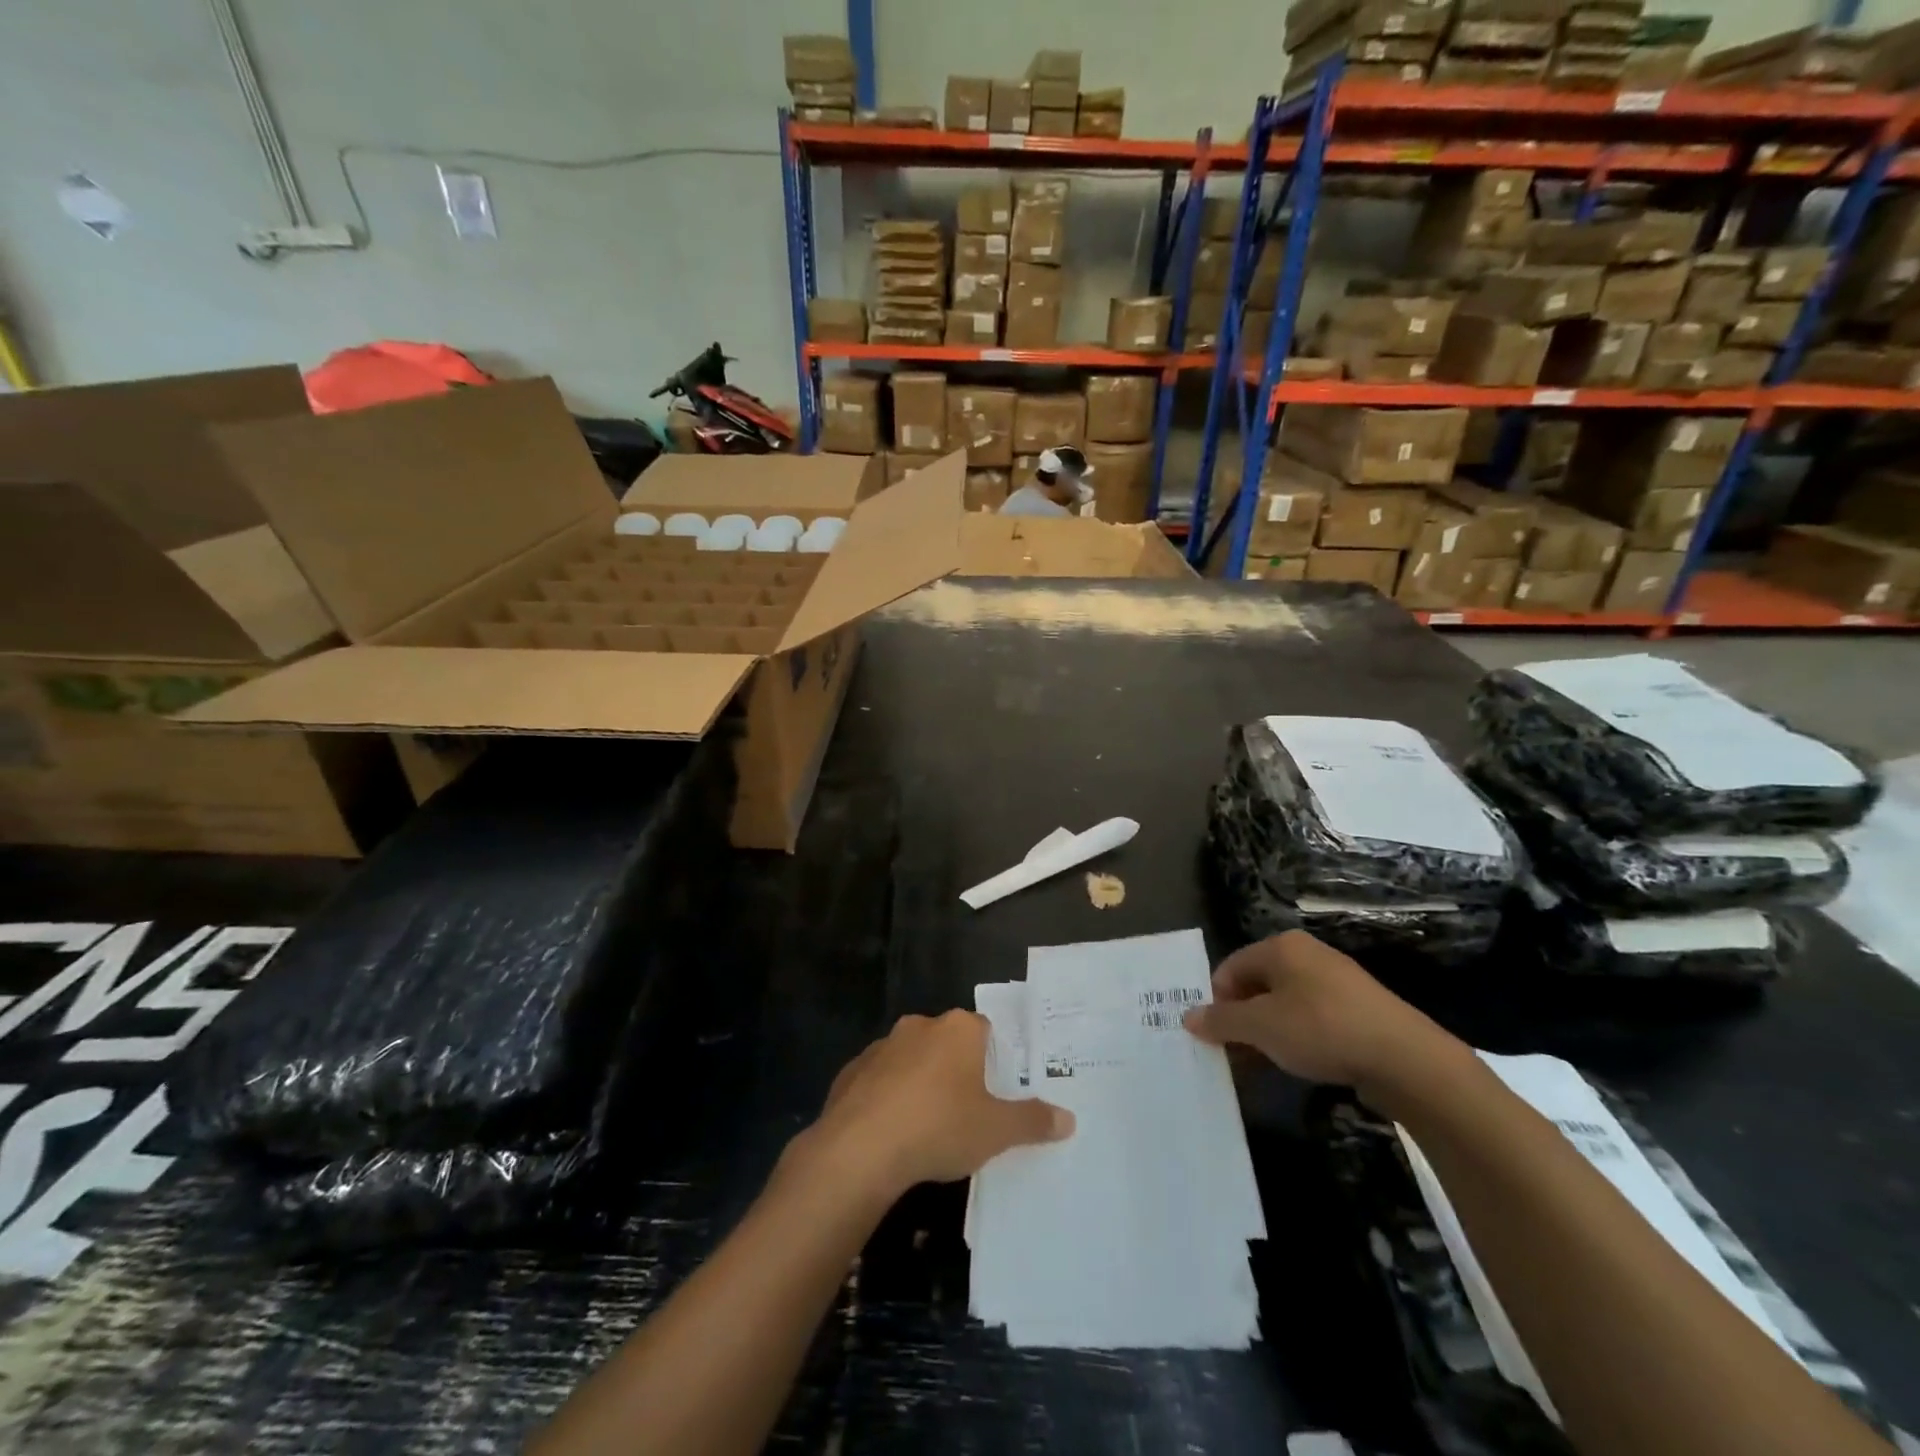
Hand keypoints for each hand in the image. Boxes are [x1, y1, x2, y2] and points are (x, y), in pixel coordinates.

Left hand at [799, 1011, 1073, 1201]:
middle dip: (957, 1072)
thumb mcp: (996, 1131)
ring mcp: (882, 1045)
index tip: (996, 1094)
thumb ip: (1033, 1121)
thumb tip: (1069, 1119)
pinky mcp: (851, 1070)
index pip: (985, 1031)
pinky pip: (879, 1081)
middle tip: (968, 1113)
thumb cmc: (939, 1127)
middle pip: (948, 1043)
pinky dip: (888, 1099)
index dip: (994, 1061)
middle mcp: (920, 1025)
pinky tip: (891, 1135)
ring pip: (912, 1060)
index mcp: (958, 1029)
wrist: (860, 1147)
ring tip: (928, 1129)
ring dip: (920, 1084)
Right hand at [1182, 931, 1462, 1093]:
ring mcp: (1335, 981)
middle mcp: (1306, 955)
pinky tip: (1298, 1064)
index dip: (1216, 1002)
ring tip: (1261, 1065)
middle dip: (1240, 1019)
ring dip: (1266, 1033)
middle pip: (1256, 985)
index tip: (1214, 1037)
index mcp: (1280, 947)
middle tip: (1233, 1054)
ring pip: (1284, 1004)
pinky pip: (1312, 1019)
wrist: (1406, 1059)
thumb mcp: (1261, 1027)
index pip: (1229, 968)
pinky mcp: (1358, 1009)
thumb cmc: (1321, 1029)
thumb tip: (1188, 1017)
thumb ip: (1221, 1021)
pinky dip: (1297, 1038)